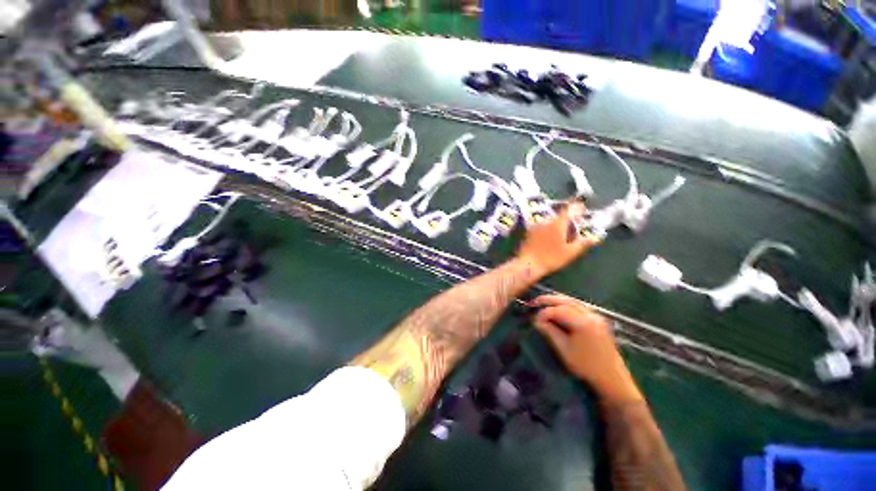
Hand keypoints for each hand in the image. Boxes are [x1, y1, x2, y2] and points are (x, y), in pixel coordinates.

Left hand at [516, 203, 598, 277]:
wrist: (527, 264)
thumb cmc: (550, 259)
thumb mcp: (570, 253)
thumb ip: (583, 243)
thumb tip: (594, 237)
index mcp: (557, 223)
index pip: (570, 209)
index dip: (577, 207)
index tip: (583, 208)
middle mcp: (546, 221)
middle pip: (560, 215)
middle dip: (568, 219)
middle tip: (575, 227)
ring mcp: (536, 226)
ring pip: (551, 221)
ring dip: (558, 224)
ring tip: (563, 235)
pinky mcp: (529, 232)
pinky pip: (543, 226)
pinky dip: (549, 229)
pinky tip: (550, 239)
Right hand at [531, 294, 642, 406]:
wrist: (612, 379)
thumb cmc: (586, 366)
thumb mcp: (564, 350)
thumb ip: (550, 332)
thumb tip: (537, 321)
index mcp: (583, 323)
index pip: (558, 310)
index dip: (544, 313)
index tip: (534, 320)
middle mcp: (591, 315)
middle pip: (566, 301)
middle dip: (549, 300)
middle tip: (534, 301)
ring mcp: (596, 317)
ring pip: (573, 301)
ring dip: (557, 300)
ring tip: (543, 302)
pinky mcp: (598, 320)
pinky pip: (579, 306)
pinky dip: (566, 304)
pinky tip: (559, 308)